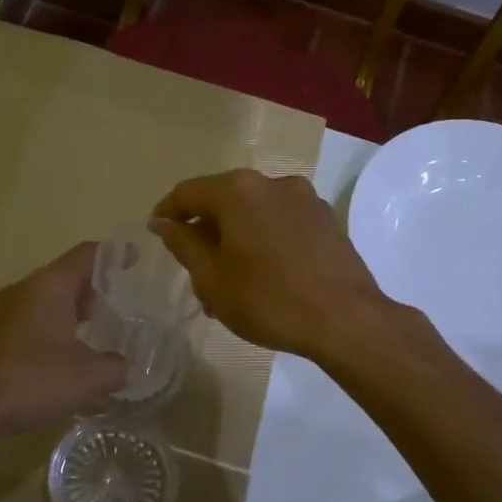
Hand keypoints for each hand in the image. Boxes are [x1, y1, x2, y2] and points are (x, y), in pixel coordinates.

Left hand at [0, 243, 129, 438]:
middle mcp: (24, 289)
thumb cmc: (33, 380)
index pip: (86, 255)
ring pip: (45, 297)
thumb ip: (116, 368)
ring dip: (70, 308)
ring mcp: (3, 311)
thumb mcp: (88, 377)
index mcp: (49, 286)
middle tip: (118, 302)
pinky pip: (30, 317)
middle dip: (93, 285)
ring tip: (95, 328)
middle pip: (64, 275)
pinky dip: (51, 324)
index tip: (133, 258)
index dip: (114, 254)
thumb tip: (128, 367)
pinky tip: (63, 353)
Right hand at [149, 169, 393, 359]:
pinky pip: (280, 222)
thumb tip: (163, 222)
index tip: (156, 233)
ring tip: (229, 281)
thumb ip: (183, 244)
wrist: (346, 319)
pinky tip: (263, 275)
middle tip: (193, 269)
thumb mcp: (212, 278)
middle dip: (204, 231)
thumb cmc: (268, 299)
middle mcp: (271, 182)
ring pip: (253, 213)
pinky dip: (263, 240)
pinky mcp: (326, 219)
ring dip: (235, 239)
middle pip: (223, 200)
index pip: (188, 192)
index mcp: (238, 190)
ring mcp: (304, 199)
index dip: (167, 212)